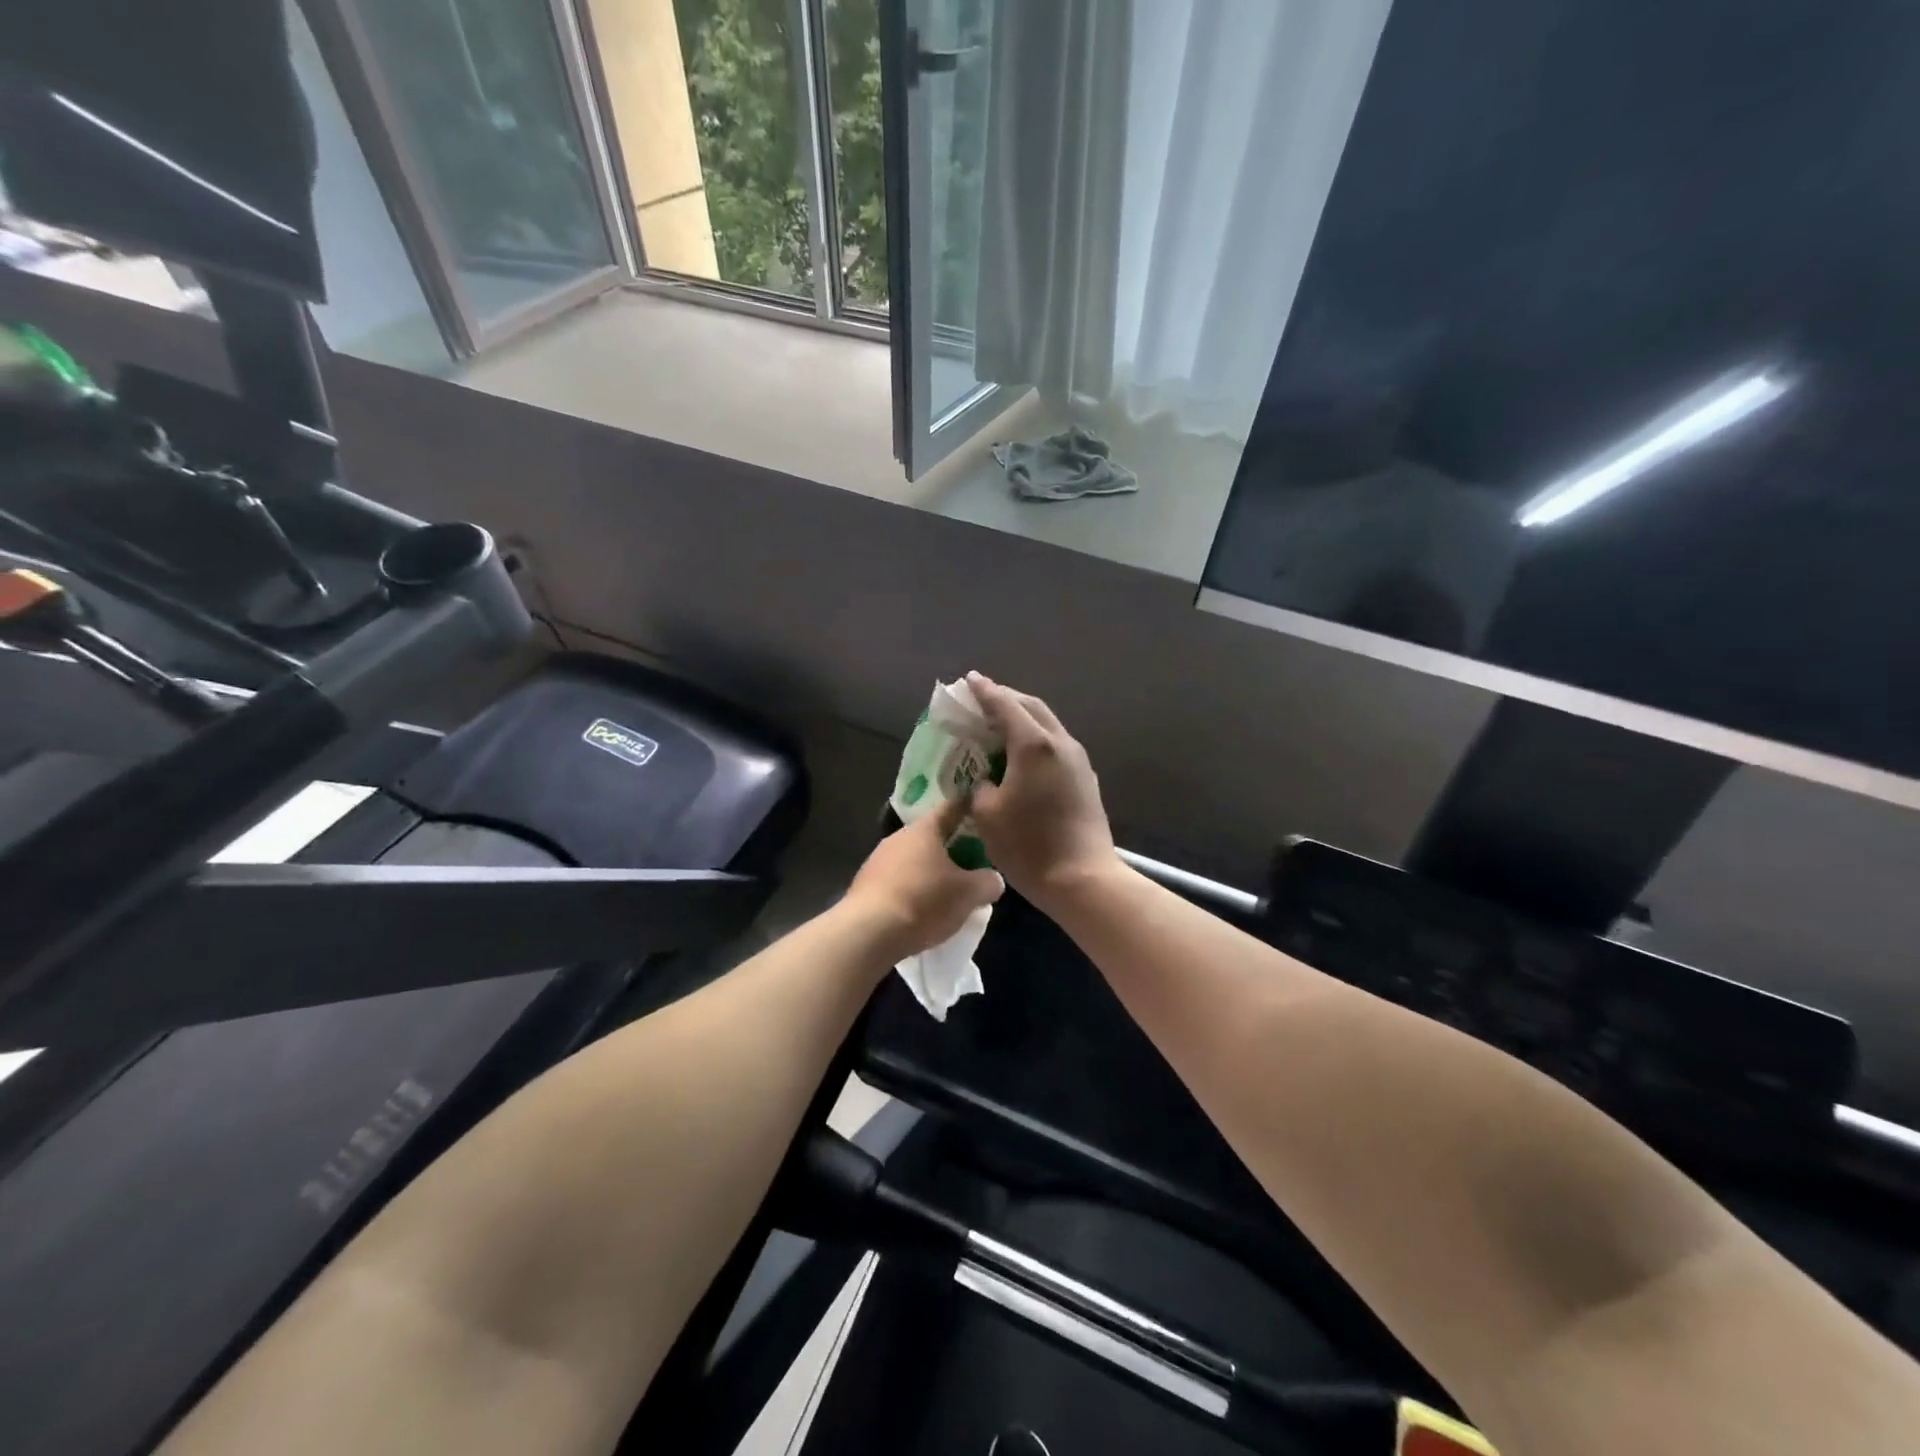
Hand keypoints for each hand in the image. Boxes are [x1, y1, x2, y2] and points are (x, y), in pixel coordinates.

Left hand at [845, 796, 1003, 963]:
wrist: (868, 933)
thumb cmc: (924, 902)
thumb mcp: (968, 894)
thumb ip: (988, 882)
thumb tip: (994, 879)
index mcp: (924, 829)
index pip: (951, 808)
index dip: (968, 807)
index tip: (982, 809)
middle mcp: (898, 837)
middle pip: (931, 836)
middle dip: (951, 848)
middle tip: (972, 861)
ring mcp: (877, 861)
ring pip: (912, 860)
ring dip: (929, 870)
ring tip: (947, 890)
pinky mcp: (864, 886)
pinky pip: (897, 881)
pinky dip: (911, 889)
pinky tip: (920, 909)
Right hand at [964, 673, 1117, 911]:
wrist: (1083, 879)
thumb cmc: (1029, 846)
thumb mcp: (988, 815)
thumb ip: (981, 787)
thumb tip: (987, 781)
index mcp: (1033, 745)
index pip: (1005, 706)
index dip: (985, 692)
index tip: (969, 680)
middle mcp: (1060, 744)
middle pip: (1032, 708)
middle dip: (1007, 699)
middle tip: (983, 700)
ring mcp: (1078, 762)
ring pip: (1048, 726)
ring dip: (1024, 720)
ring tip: (1001, 725)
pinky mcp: (1086, 780)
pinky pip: (1056, 747)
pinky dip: (1036, 740)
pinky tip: (1023, 756)